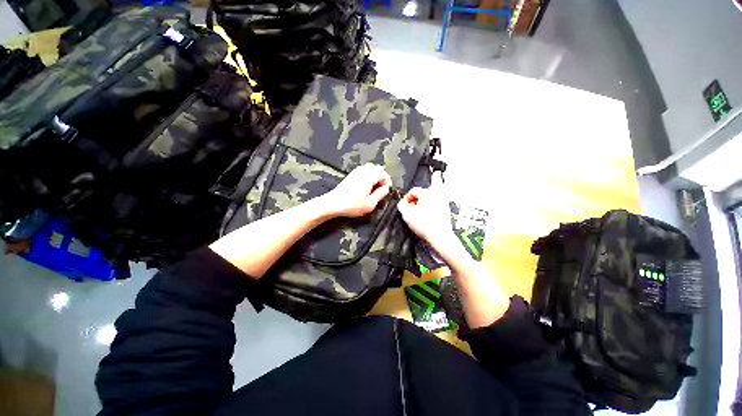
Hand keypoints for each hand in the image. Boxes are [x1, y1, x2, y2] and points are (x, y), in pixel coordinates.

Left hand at [324, 163, 391, 217]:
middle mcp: (363, 171)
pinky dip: (369, 176)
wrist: (334, 203)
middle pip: (378, 169)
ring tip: (374, 189)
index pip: (384, 174)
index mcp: (369, 177)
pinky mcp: (352, 174)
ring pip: (371, 169)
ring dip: (375, 177)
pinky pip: (365, 171)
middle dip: (382, 178)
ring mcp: (357, 171)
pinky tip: (366, 187)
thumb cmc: (351, 205)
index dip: (387, 183)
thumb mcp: (370, 204)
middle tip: (380, 190)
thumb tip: (386, 189)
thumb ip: (381, 194)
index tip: (385, 192)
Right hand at [397, 173, 459, 254]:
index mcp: (427, 193)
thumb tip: (402, 203)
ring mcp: (443, 202)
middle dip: (432, 179)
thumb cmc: (424, 224)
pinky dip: (440, 195)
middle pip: (433, 183)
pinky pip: (442, 198)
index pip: (413, 191)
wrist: (440, 237)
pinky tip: (439, 197)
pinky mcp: (446, 209)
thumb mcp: (407, 215)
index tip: (404, 205)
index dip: (406, 197)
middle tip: (434, 173)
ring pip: (440, 189)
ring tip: (438, 178)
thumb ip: (402, 206)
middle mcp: (437, 194)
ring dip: (437, 185)